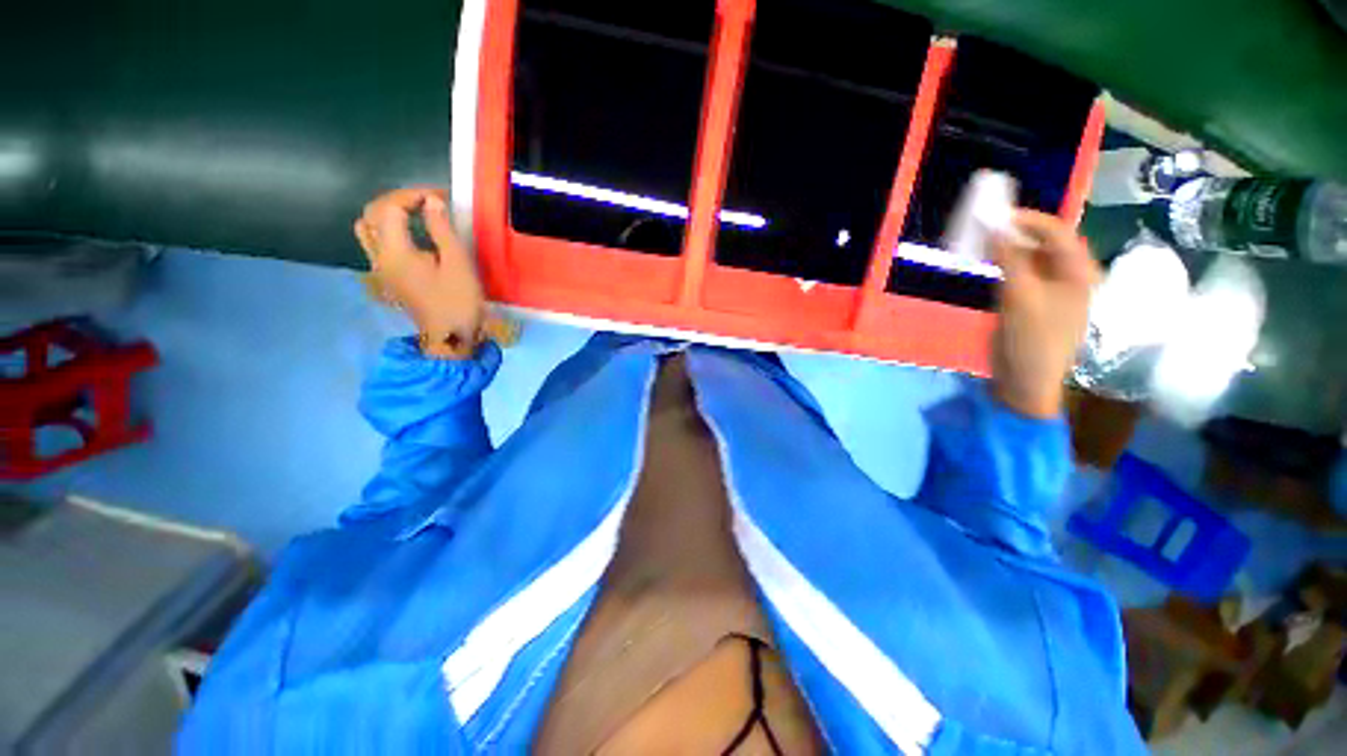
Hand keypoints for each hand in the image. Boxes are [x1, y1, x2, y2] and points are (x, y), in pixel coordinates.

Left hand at [355, 187, 485, 358]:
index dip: (413, 195)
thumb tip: (432, 202)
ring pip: (367, 228)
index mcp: (395, 253)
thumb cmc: (459, 302)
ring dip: (387, 213)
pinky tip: (411, 234)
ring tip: (415, 214)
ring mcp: (379, 268)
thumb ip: (442, 230)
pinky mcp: (386, 276)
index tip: (440, 197)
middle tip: (427, 202)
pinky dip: (387, 229)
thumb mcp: (458, 264)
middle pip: (372, 213)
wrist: (451, 337)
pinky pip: (375, 242)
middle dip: (398, 200)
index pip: (390, 208)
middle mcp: (379, 257)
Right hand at [989, 210, 1099, 417]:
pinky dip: (1002, 266)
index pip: (1058, 233)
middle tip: (985, 228)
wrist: (1025, 382)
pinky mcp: (1029, 304)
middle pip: (1044, 243)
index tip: (997, 215)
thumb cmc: (1032, 340)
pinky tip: (985, 264)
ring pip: (1028, 259)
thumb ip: (1010, 260)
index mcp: (1078, 273)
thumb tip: (995, 228)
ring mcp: (1048, 292)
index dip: (1029, 220)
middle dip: (1015, 233)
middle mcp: (1067, 277)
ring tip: (981, 243)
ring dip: (1006, 249)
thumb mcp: (1021, 297)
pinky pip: (1017, 275)